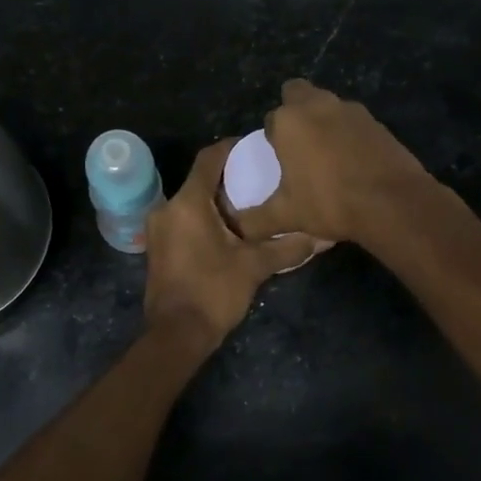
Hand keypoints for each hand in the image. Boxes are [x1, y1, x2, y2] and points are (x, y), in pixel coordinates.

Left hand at [144, 140, 300, 348]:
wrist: (176, 335)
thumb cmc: (213, 291)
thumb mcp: (255, 266)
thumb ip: (287, 246)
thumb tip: (321, 237)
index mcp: (188, 203)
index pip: (208, 159)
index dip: (231, 148)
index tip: (254, 146)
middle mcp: (167, 209)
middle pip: (200, 180)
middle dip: (229, 178)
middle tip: (260, 178)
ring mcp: (159, 230)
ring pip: (191, 202)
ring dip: (217, 201)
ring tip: (251, 204)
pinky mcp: (159, 248)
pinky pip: (184, 220)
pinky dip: (205, 218)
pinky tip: (231, 230)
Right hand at [234, 80, 430, 244]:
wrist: (392, 203)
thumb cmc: (330, 202)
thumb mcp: (286, 216)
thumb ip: (255, 221)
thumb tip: (236, 228)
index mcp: (289, 120)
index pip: (271, 119)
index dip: (273, 138)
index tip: (279, 161)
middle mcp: (319, 105)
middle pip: (297, 94)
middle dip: (294, 112)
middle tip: (298, 147)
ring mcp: (352, 110)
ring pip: (328, 106)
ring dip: (323, 122)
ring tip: (326, 158)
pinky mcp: (377, 122)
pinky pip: (354, 122)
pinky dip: (349, 135)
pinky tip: (353, 164)